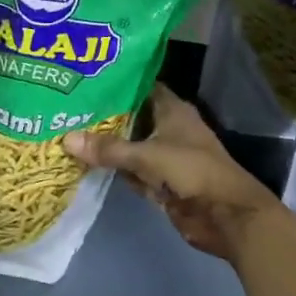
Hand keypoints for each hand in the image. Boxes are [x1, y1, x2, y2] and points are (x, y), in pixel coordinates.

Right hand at [65, 84, 281, 259]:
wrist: (228, 218)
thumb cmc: (193, 172)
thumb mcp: (148, 156)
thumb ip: (109, 149)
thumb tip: (66, 139)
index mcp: (171, 109)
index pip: (139, 85)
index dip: (115, 81)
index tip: (84, 77)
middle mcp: (167, 127)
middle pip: (130, 115)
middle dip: (103, 113)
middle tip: (66, 104)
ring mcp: (164, 155)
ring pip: (129, 144)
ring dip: (106, 143)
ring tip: (67, 128)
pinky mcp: (160, 181)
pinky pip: (131, 169)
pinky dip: (114, 167)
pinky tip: (84, 161)